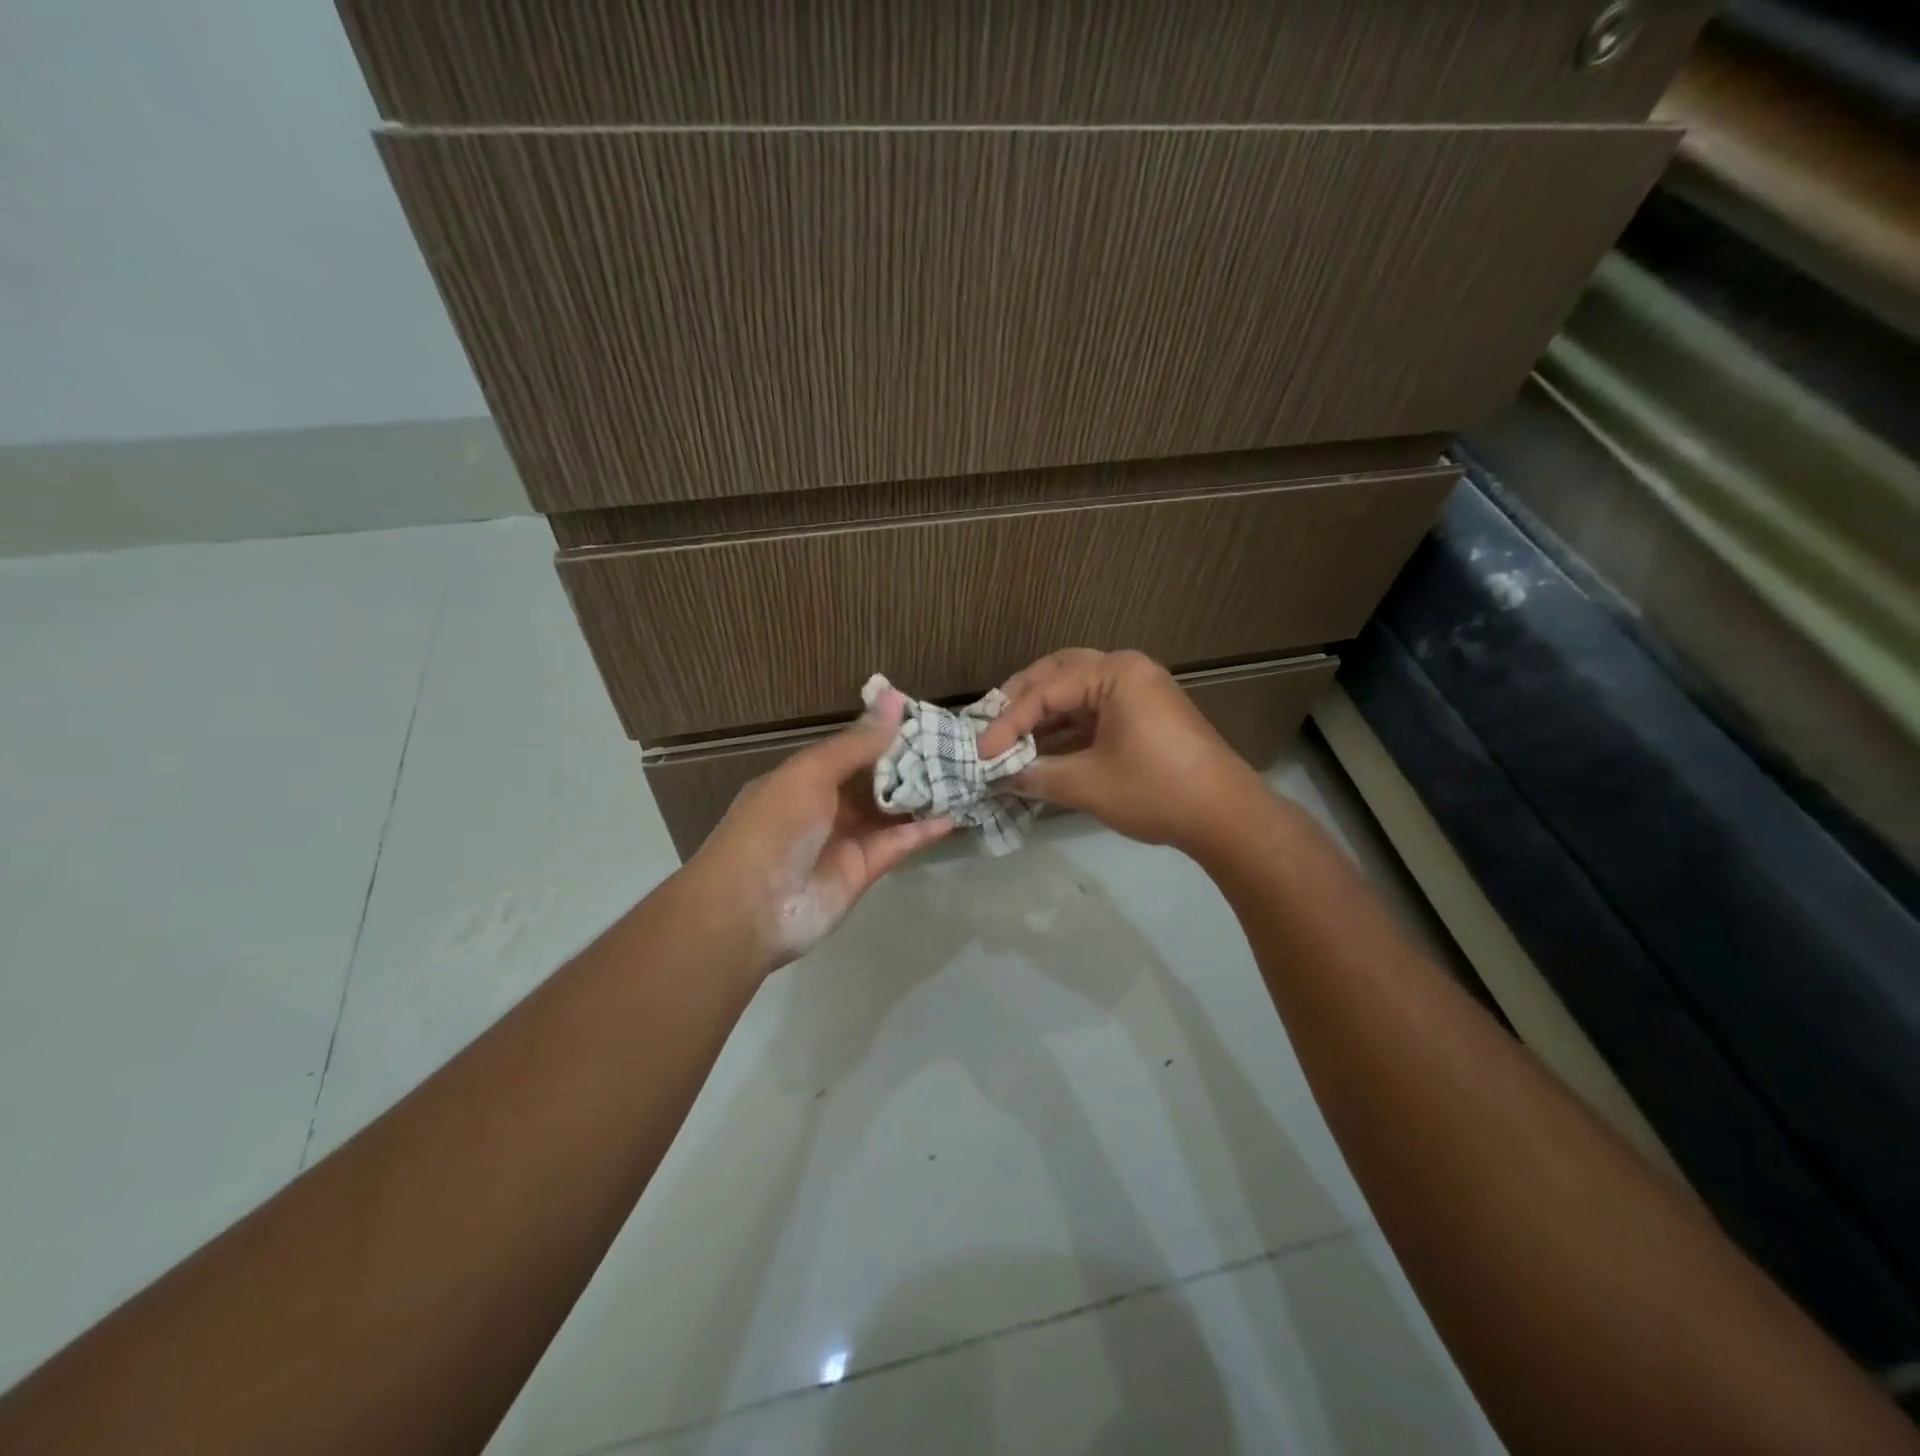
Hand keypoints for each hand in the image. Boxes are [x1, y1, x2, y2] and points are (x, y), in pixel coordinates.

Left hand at [687, 686, 952, 972]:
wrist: (750, 909)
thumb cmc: (774, 827)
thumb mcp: (811, 773)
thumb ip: (857, 742)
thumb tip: (894, 697)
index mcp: (803, 777)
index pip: (851, 749)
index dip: (885, 734)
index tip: (926, 718)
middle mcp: (824, 805)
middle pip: (874, 779)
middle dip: (910, 764)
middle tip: (955, 745)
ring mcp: (845, 839)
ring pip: (890, 811)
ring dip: (921, 795)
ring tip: (962, 775)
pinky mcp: (864, 871)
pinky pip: (897, 844)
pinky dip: (923, 830)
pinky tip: (953, 814)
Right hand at [975, 649, 1260, 853]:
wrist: (1225, 816)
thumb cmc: (1156, 790)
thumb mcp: (1087, 784)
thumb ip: (1036, 775)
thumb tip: (996, 779)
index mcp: (1115, 673)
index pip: (1045, 690)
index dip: (1007, 723)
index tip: (981, 754)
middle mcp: (1126, 670)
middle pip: (1058, 675)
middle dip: (1020, 703)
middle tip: (989, 729)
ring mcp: (1138, 691)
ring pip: (1075, 692)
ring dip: (1041, 716)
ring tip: (1008, 741)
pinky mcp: (1143, 714)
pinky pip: (1093, 710)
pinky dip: (1065, 728)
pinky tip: (1041, 749)